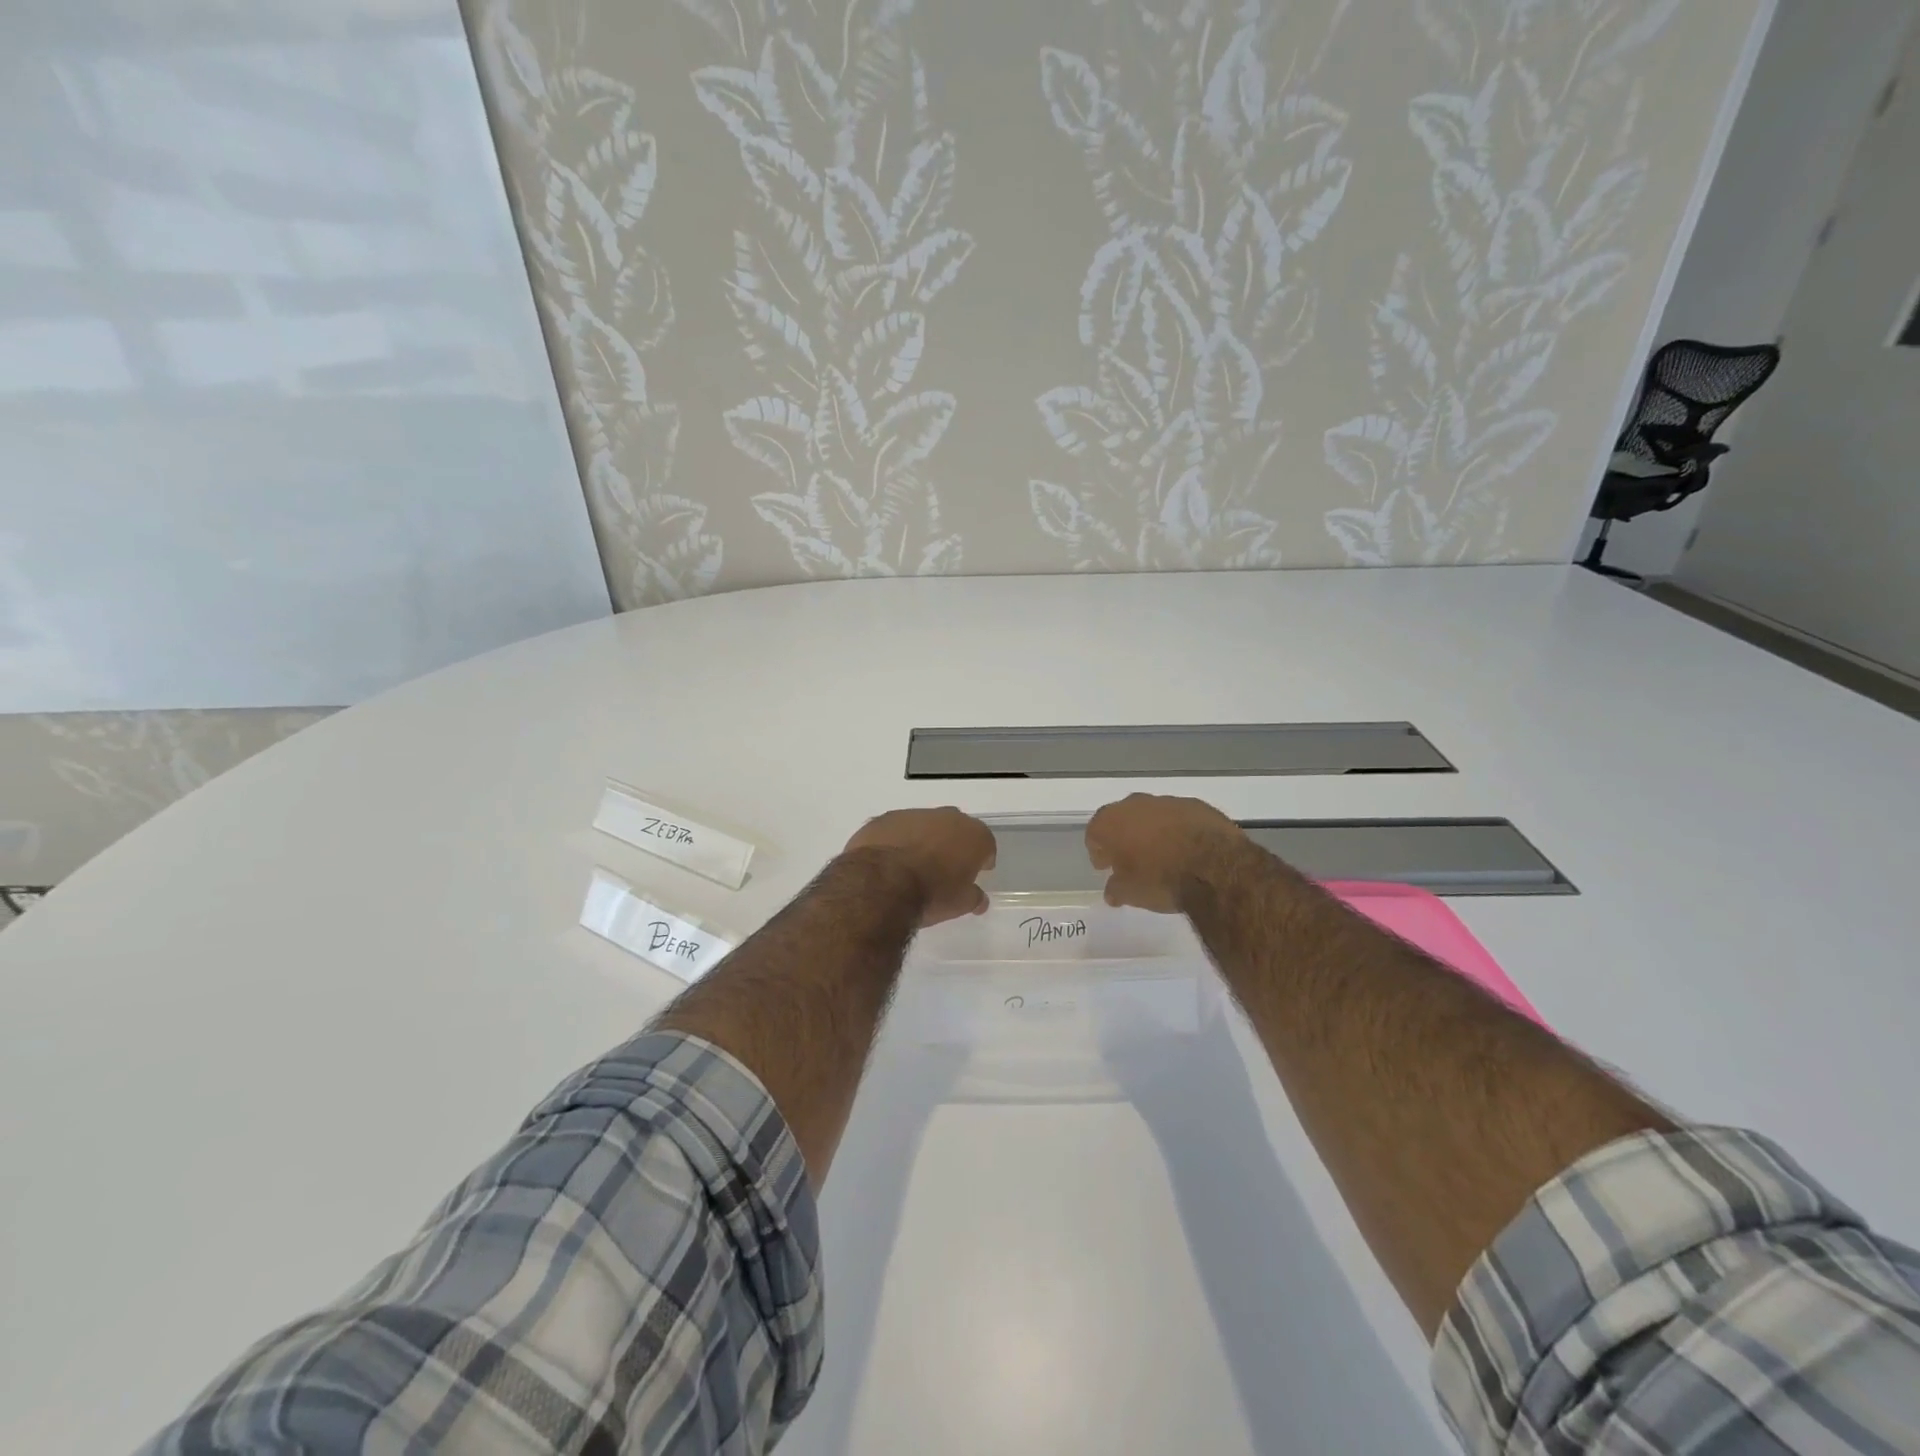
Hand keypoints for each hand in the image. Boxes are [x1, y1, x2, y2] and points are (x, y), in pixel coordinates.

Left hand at [844, 808, 995, 926]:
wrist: (882, 884)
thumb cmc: (932, 894)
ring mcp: (914, 814)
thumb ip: (973, 897)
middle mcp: (947, 817)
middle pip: (956, 829)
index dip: (982, 859)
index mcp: (973, 835)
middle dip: (953, 845)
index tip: (976, 872)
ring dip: (923, 840)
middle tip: (946, 868)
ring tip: (914, 865)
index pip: (986, 844)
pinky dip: (897, 841)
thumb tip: (979, 899)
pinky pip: (898, 829)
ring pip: (925, 825)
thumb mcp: (960, 904)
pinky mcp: (885, 818)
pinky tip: (889, 861)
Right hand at [1086, 794, 1246, 913]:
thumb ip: (1116, 889)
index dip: (1098, 851)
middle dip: (1124, 837)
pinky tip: (1188, 850)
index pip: (1094, 833)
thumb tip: (1113, 891)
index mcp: (1111, 822)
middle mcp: (1135, 804)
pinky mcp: (1197, 805)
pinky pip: (1180, 817)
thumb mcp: (1130, 893)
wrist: (1214, 868)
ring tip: (1163, 856)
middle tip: (1131, 860)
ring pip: (1152, 815)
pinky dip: (1179, 830)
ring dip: (1153, 831)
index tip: (1106, 867)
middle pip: (1122, 818)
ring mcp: (1168, 801)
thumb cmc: (1160, 880)